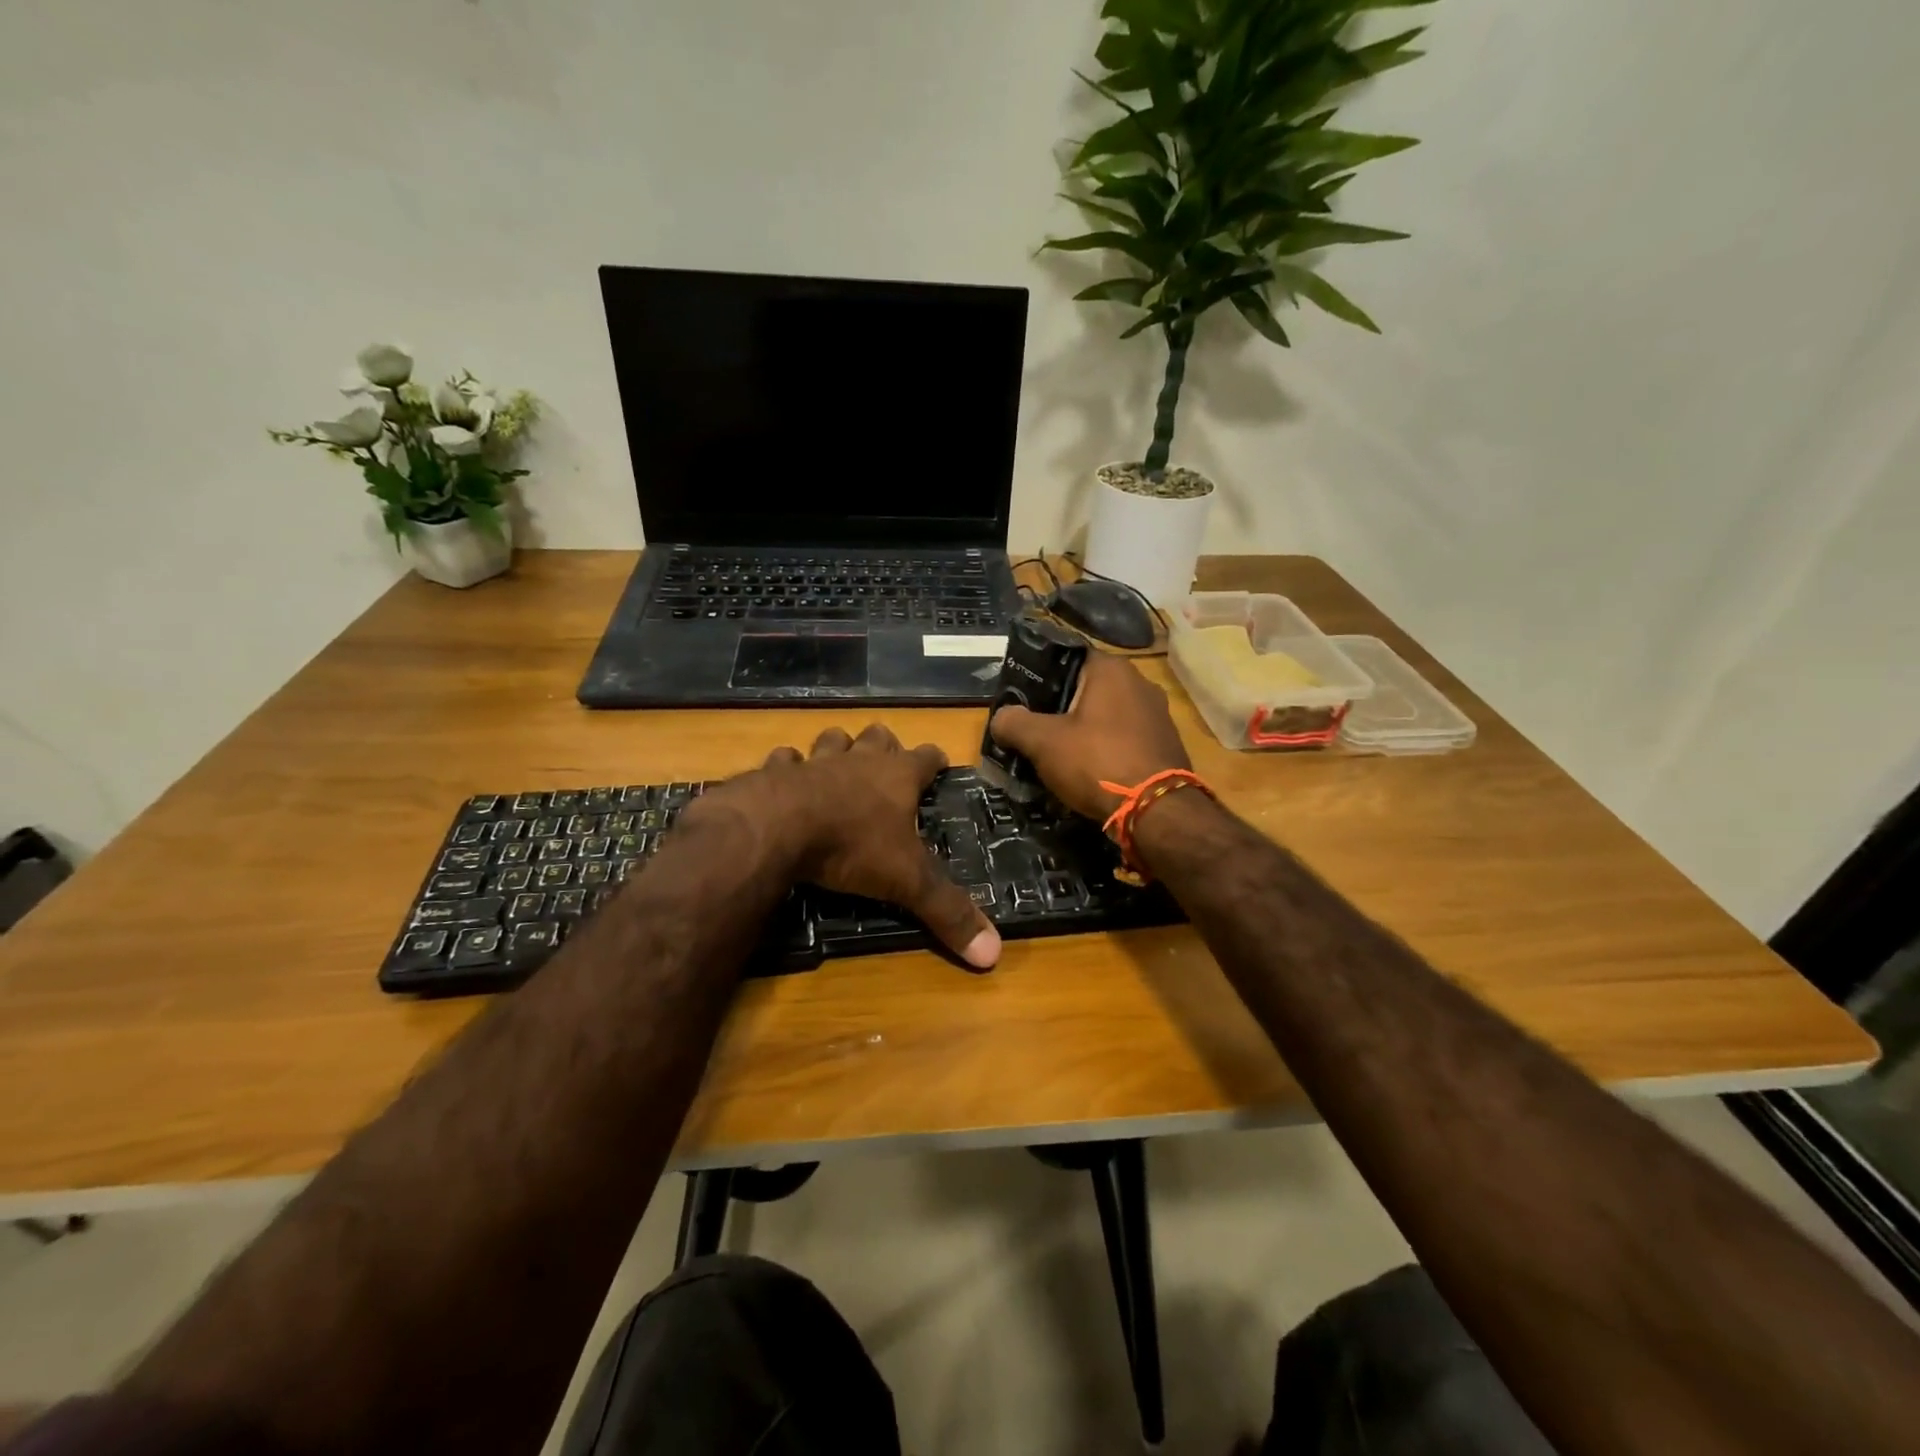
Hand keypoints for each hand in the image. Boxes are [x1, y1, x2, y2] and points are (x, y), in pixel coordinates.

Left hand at [703, 725, 1000, 969]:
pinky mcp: (775, 772)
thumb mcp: (907, 881)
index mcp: (897, 777)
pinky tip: (786, 778)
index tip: (940, 764)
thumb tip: (994, 953)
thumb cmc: (852, 846)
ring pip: (833, 740)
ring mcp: (815, 762)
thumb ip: (948, 911)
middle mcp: (859, 761)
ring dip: (839, 748)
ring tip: (840, 763)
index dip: (935, 760)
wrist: (777, 827)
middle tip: (888, 762)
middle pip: (879, 737)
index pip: (926, 757)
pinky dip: (787, 767)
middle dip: (886, 745)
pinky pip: (784, 760)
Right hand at [988, 652, 1190, 819]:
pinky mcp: (1165, 745)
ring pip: (1105, 716)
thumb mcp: (1043, 742)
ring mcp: (1158, 715)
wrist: (1157, 811)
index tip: (1020, 698)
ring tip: (1055, 753)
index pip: (1067, 657)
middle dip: (1058, 708)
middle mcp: (1140, 683)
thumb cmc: (1097, 762)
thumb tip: (1000, 719)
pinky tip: (1087, 771)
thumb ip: (1014, 723)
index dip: (1039, 675)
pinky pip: (1123, 739)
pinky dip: (1104, 749)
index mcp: (1111, 669)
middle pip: (1086, 688)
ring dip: (1081, 731)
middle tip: (1031, 729)